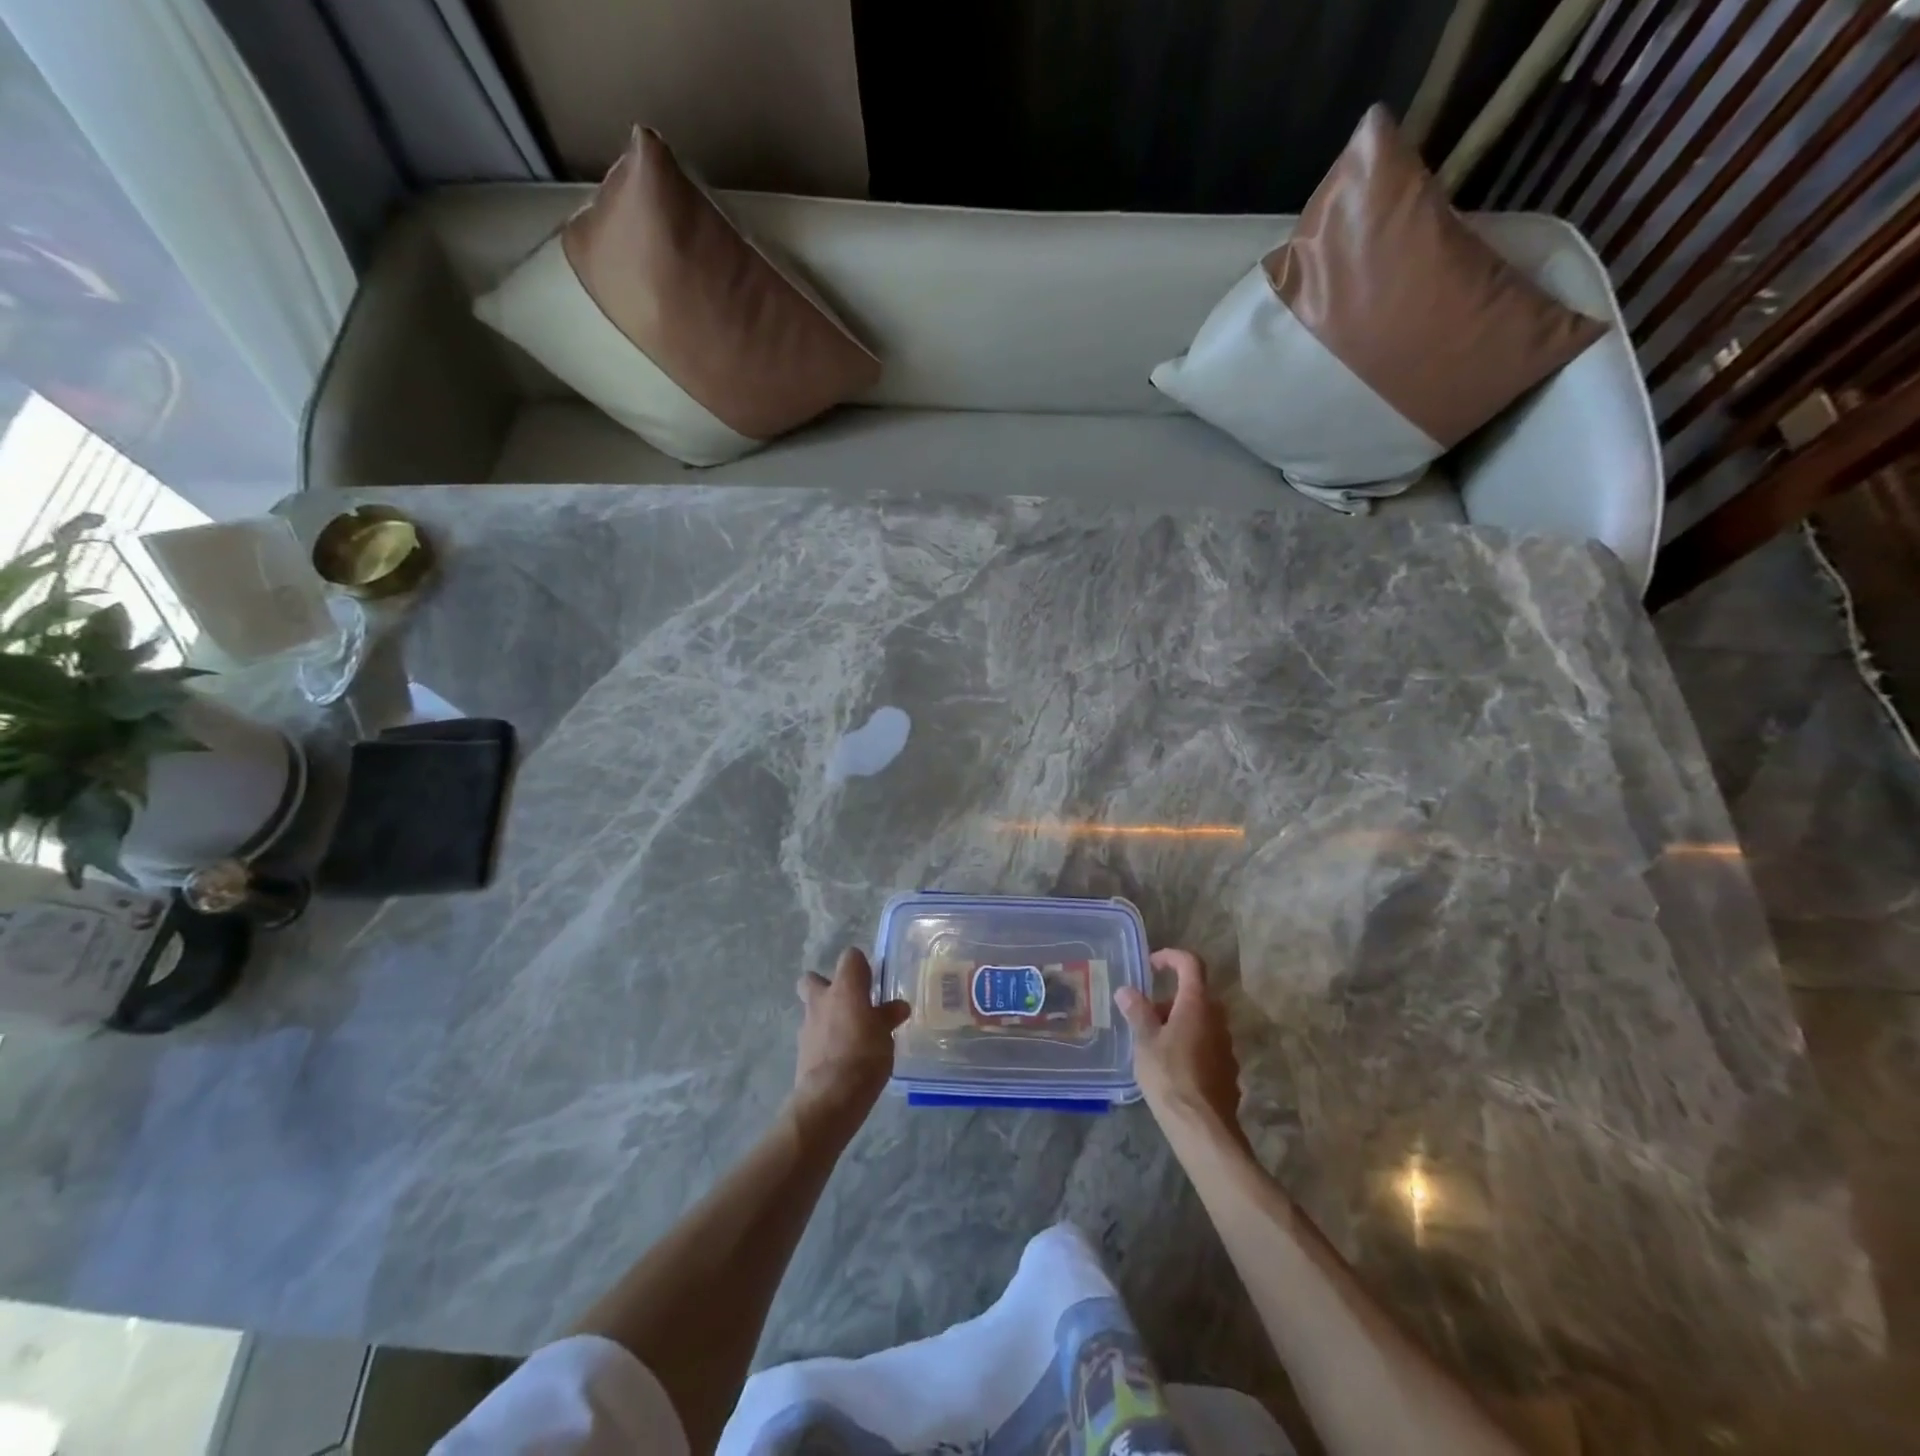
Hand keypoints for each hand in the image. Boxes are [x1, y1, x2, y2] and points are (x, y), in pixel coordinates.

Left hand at [791, 948, 909, 1134]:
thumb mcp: (886, 1035)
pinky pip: (813, 1036)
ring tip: (849, 1035)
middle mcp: (822, 999)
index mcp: (845, 987)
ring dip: (826, 1016)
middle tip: (848, 1002)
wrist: (830, 1097)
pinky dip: (824, 1040)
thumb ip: (889, 1017)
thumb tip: (899, 1006)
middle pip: (813, 979)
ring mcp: (807, 1025)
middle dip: (826, 986)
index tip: (872, 982)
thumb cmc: (864, 1055)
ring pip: (812, 1009)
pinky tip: (841, 1056)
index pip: (850, 957)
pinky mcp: (801, 1050)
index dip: (861, 966)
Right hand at [1116, 949, 1248, 1145]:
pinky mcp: (1228, 1071)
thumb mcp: (1145, 1041)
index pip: (1191, 964)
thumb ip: (1137, 1011)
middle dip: (1170, 1000)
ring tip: (1153, 1044)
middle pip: (1196, 995)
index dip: (1171, 957)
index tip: (1151, 965)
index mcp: (1197, 1005)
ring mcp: (1226, 1046)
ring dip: (1179, 1023)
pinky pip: (1207, 1046)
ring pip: (1201, 1022)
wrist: (1202, 1128)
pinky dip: (1189, 1045)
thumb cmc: (1169, 1076)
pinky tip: (1171, 1068)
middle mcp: (1217, 1020)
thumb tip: (1127, 990)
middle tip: (1146, 1015)